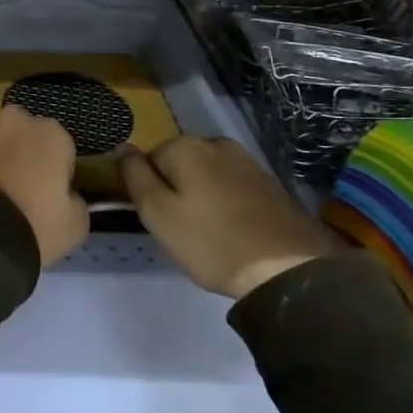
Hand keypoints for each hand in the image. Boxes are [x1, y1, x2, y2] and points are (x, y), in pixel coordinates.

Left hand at [0, 107, 87, 265]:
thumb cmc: (33, 226)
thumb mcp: (74, 226)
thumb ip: (76, 201)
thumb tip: (67, 195)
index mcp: (52, 134)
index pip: (61, 149)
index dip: (56, 174)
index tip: (48, 197)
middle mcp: (15, 120)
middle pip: (24, 136)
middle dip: (22, 156)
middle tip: (17, 192)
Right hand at [121, 137, 338, 298]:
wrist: (289, 269)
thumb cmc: (212, 242)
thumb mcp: (157, 213)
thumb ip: (134, 175)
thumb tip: (122, 147)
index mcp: (186, 146)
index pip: (148, 160)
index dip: (150, 191)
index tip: (162, 221)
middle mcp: (216, 142)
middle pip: (179, 164)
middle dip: (177, 190)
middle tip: (185, 231)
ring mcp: (247, 160)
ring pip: (207, 175)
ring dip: (203, 196)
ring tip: (211, 234)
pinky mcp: (269, 182)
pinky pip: (232, 186)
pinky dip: (227, 204)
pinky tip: (234, 231)